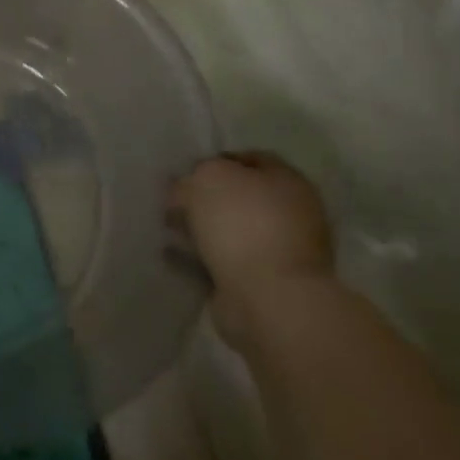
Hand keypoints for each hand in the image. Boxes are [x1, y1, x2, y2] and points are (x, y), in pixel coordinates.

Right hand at [169, 153, 333, 303]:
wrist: (269, 300)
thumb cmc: (243, 224)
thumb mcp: (209, 177)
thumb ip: (196, 174)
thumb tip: (188, 188)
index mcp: (288, 181)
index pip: (249, 159)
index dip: (215, 161)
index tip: (186, 171)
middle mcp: (291, 215)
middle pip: (239, 197)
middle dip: (206, 199)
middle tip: (174, 201)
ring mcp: (281, 253)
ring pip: (231, 231)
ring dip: (201, 230)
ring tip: (168, 229)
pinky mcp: (264, 286)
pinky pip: (224, 263)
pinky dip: (200, 259)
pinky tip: (174, 255)